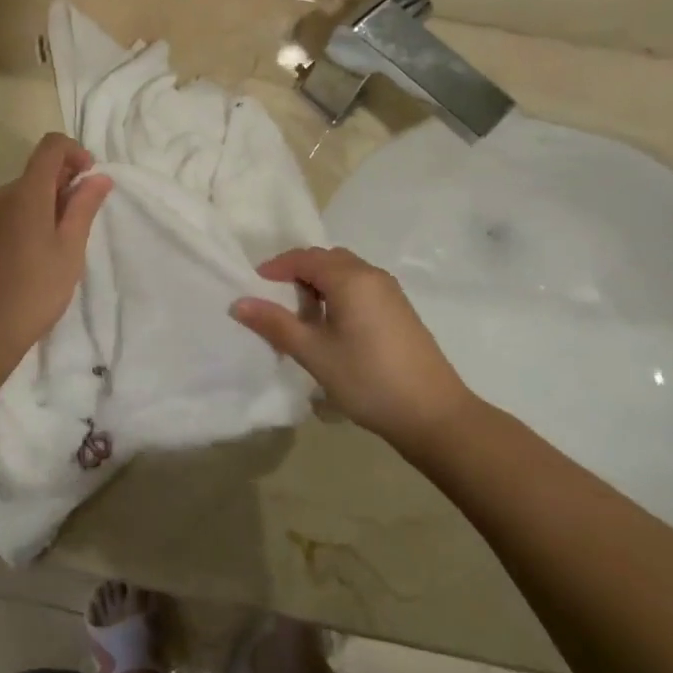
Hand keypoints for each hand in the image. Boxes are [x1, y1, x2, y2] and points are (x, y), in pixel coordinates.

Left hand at [0, 133, 111, 376]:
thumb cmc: (32, 293)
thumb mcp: (69, 251)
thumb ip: (84, 208)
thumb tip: (98, 176)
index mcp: (26, 193)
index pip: (51, 147)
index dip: (75, 152)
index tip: (90, 179)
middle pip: (35, 173)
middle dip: (62, 185)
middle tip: (79, 223)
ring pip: (18, 196)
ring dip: (42, 206)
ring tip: (55, 247)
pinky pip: (2, 216)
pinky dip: (21, 222)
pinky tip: (27, 259)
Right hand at [232, 247, 473, 443]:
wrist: (434, 415)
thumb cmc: (368, 379)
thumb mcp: (314, 353)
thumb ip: (275, 324)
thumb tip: (238, 303)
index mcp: (350, 278)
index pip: (305, 258)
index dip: (276, 267)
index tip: (254, 286)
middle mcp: (372, 275)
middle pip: (327, 260)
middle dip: (298, 272)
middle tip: (276, 299)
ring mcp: (391, 292)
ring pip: (346, 272)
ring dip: (319, 283)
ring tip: (301, 315)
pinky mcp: (400, 311)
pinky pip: (361, 287)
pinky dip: (339, 294)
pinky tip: (332, 326)